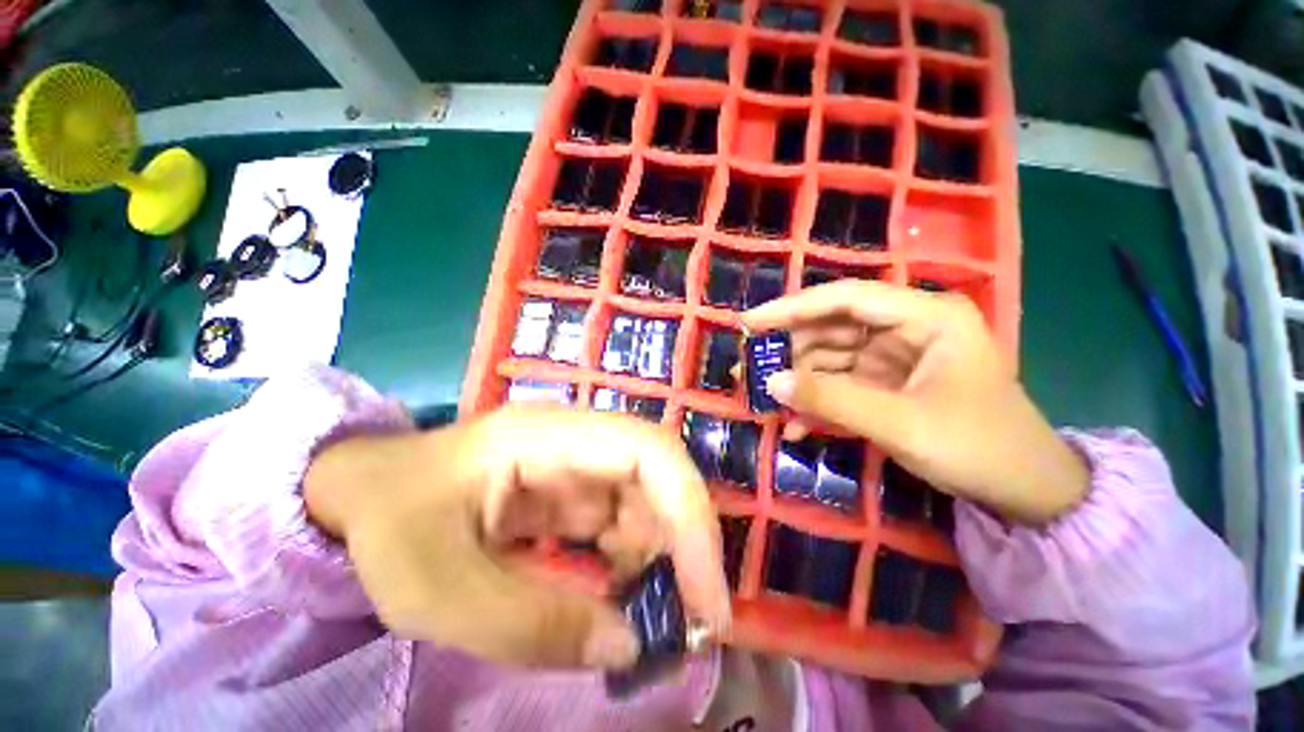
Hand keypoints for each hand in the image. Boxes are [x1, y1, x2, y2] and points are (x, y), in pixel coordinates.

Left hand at [304, 408, 730, 669]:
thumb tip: (627, 647)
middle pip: (658, 476)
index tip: (706, 595)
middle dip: (684, 545)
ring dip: (660, 561)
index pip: (647, 451)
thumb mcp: (436, 588)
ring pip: (647, 503)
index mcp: (547, 436)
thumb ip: (529, 623)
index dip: (689, 512)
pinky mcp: (573, 493)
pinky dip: (633, 566)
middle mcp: (576, 441)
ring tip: (647, 625)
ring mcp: (577, 465)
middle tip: (690, 627)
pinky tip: (615, 604)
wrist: (360, 495)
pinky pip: (623, 524)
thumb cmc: (387, 523)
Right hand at [742, 280, 1088, 524]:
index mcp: (925, 316)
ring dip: (796, 381)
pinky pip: (840, 384)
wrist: (1025, 491)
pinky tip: (796, 426)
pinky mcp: (886, 383)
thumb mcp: (901, 424)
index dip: (792, 308)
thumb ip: (831, 400)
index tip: (749, 322)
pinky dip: (816, 402)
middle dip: (787, 351)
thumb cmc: (979, 447)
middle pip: (831, 328)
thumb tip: (770, 382)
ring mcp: (894, 357)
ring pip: (829, 357)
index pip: (845, 298)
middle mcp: (906, 327)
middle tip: (747, 368)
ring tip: (762, 401)